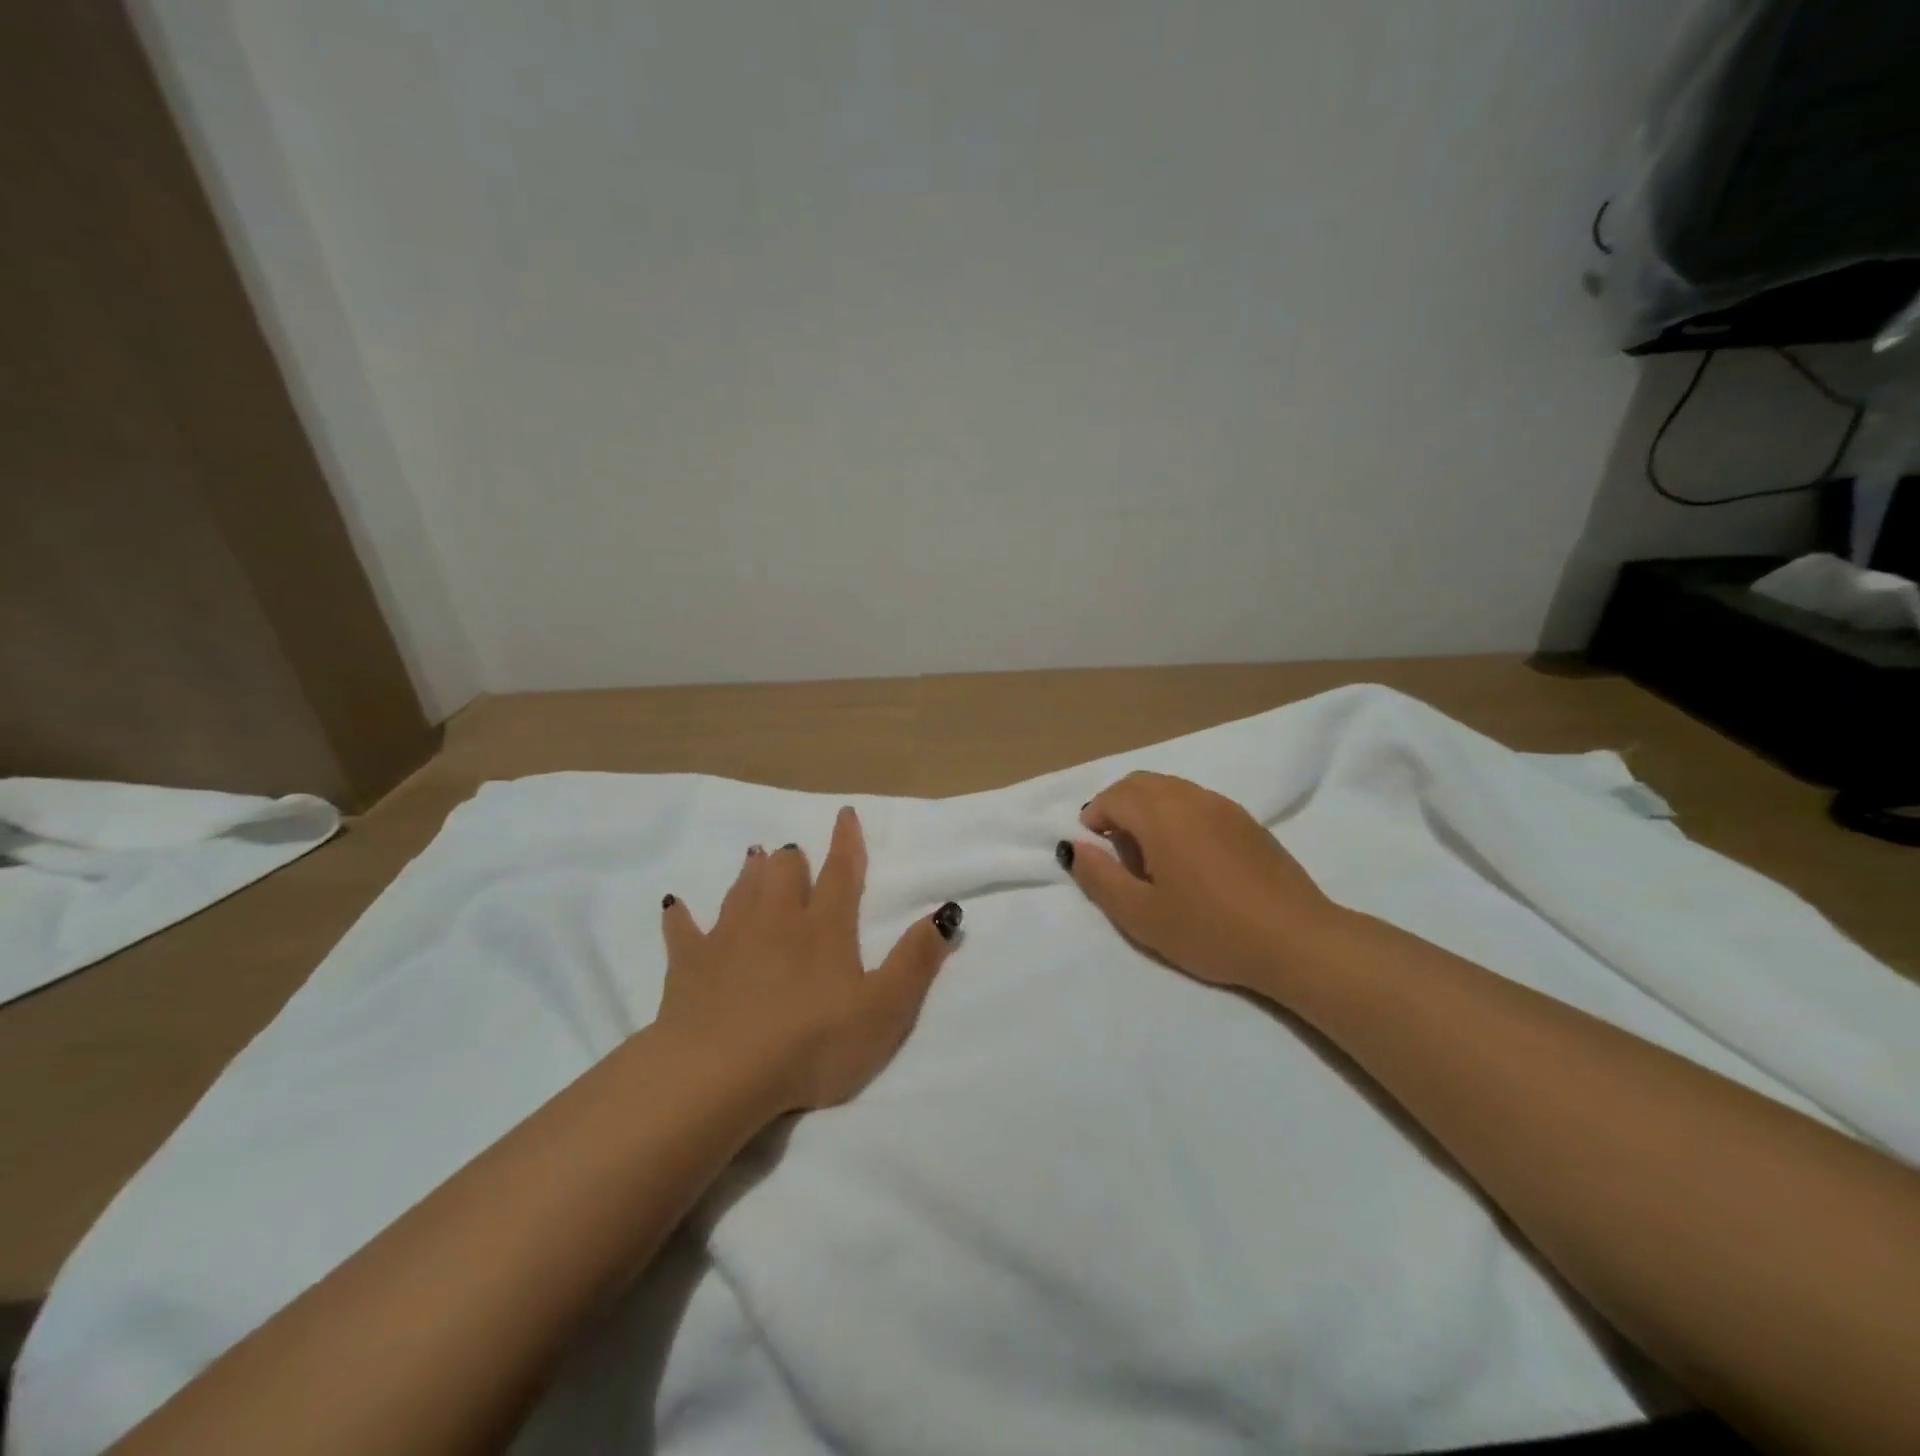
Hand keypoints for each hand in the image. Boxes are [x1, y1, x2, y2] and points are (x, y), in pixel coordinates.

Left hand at [657, 806, 961, 1113]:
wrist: (721, 1073)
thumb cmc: (813, 1042)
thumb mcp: (885, 1008)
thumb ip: (916, 959)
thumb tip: (946, 911)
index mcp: (824, 927)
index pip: (840, 873)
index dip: (846, 843)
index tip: (844, 813)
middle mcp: (775, 920)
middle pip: (783, 875)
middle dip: (791, 859)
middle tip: (791, 852)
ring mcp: (728, 938)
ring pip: (741, 892)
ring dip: (750, 874)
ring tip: (754, 857)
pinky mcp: (689, 965)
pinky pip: (683, 931)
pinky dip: (681, 917)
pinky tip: (676, 906)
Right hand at [1061, 771, 1342, 994]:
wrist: (1297, 940)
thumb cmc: (1210, 929)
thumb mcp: (1141, 915)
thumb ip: (1100, 877)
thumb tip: (1073, 847)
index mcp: (1161, 815)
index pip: (1114, 796)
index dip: (1094, 818)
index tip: (1093, 851)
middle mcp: (1191, 798)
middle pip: (1141, 783)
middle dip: (1117, 807)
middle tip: (1114, 850)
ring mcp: (1224, 807)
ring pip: (1171, 789)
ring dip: (1147, 809)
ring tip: (1149, 856)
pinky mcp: (1247, 822)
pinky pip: (1197, 802)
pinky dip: (1176, 815)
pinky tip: (1188, 858)